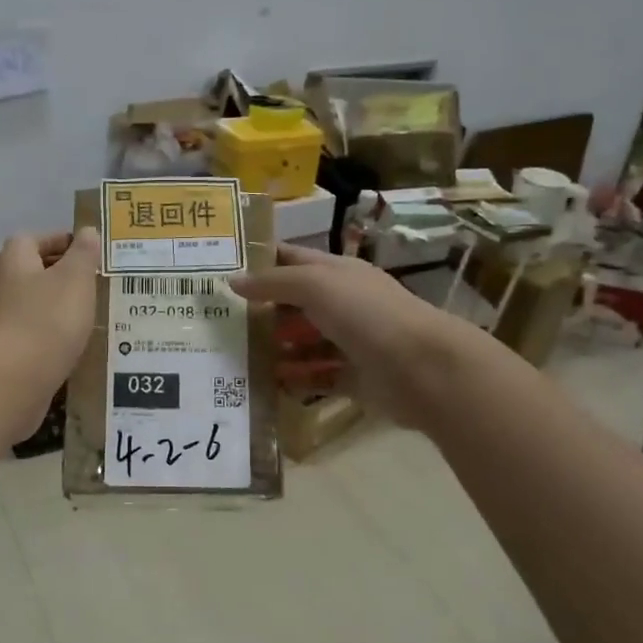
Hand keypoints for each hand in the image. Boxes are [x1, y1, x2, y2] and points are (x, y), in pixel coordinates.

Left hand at [0, 228, 101, 439]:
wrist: (12, 381)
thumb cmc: (47, 320)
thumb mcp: (75, 279)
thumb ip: (84, 253)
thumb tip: (87, 231)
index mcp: (14, 259)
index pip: (35, 238)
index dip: (63, 243)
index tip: (91, 255)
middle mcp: (0, 285)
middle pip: (34, 272)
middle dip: (65, 277)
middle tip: (98, 285)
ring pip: (35, 305)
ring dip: (60, 309)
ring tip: (93, 316)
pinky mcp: (5, 352)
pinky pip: (34, 334)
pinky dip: (53, 336)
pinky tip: (75, 346)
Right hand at [231, 243, 481, 429]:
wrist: (422, 368)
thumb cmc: (367, 315)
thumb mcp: (316, 286)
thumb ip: (274, 282)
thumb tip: (233, 280)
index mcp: (338, 273)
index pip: (293, 259)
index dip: (261, 260)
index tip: (222, 268)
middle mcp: (344, 304)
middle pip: (296, 304)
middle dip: (262, 310)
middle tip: (219, 321)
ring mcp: (350, 342)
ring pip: (305, 342)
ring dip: (276, 348)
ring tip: (236, 356)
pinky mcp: (355, 378)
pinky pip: (318, 377)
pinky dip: (296, 380)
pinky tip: (268, 384)